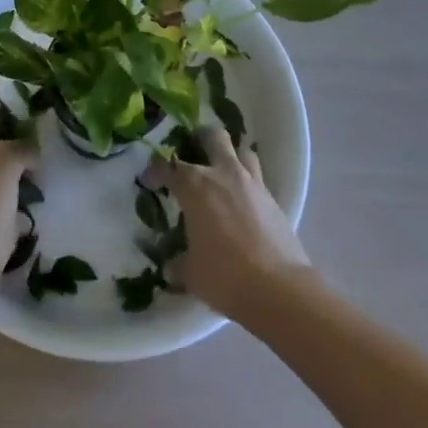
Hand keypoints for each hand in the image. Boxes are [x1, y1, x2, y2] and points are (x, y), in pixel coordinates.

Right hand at [161, 127, 311, 320]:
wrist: (278, 289)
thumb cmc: (225, 276)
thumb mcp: (192, 274)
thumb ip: (178, 264)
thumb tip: (171, 267)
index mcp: (195, 186)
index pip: (168, 166)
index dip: (155, 171)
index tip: (149, 180)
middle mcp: (223, 174)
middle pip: (213, 137)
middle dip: (201, 138)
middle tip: (192, 150)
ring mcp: (252, 184)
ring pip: (242, 152)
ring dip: (231, 156)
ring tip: (223, 172)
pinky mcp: (273, 200)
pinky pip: (258, 180)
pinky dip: (248, 185)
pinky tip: (243, 203)